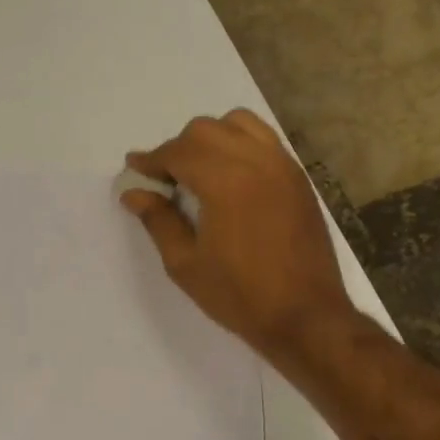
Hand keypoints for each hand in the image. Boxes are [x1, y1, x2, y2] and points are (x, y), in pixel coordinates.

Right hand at [122, 109, 353, 358]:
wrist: (306, 316)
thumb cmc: (240, 295)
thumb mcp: (185, 264)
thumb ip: (158, 221)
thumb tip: (134, 194)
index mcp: (225, 181)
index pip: (178, 151)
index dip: (151, 159)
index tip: (134, 169)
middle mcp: (256, 161)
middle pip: (206, 129)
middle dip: (178, 147)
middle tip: (164, 179)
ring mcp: (283, 166)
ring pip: (239, 124)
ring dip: (211, 138)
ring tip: (199, 170)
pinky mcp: (298, 177)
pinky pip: (264, 140)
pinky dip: (240, 144)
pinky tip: (231, 176)